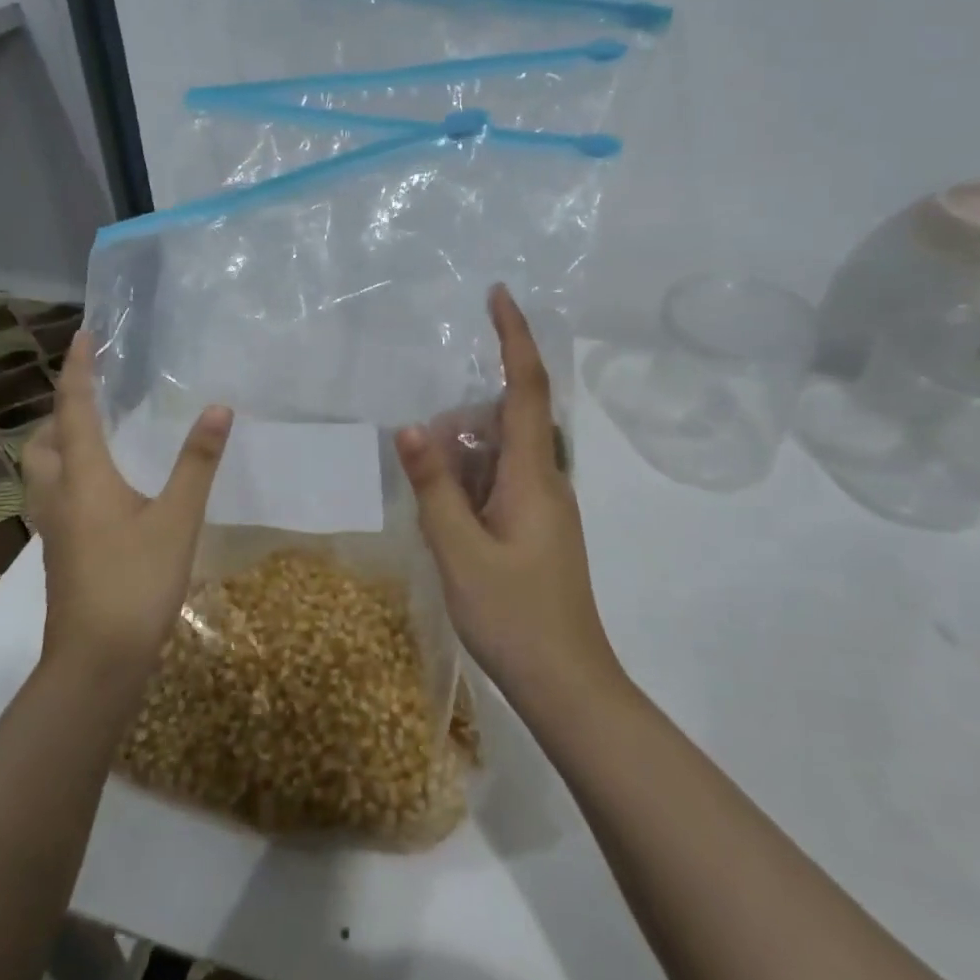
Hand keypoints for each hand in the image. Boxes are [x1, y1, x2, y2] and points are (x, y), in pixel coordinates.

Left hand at [20, 330, 232, 683]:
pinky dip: (67, 475)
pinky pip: (53, 496)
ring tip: (95, 437)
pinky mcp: (60, 551)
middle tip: (93, 397)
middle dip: (60, 411)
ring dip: (58, 444)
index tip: (82, 336)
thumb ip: (197, 462)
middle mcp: (58, 495)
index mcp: (83, 478)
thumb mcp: (178, 518)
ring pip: (40, 472)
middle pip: (42, 441)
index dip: (78, 370)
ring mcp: (53, 528)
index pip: (74, 409)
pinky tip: (101, 491)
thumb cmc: (137, 581)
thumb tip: (217, 408)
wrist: (96, 659)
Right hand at [395, 286, 622, 709]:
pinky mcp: (536, 529)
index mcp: (534, 475)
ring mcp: (544, 507)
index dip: (514, 337)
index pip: (526, 387)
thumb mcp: (460, 551)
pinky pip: (500, 486)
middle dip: (463, 419)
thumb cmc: (515, 617)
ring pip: (499, 457)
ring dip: (462, 461)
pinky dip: (470, 487)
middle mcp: (546, 480)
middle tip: (423, 455)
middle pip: (505, 421)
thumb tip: (411, 426)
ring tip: (431, 503)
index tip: (498, 295)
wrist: (568, 684)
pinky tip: (446, 520)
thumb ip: (435, 487)